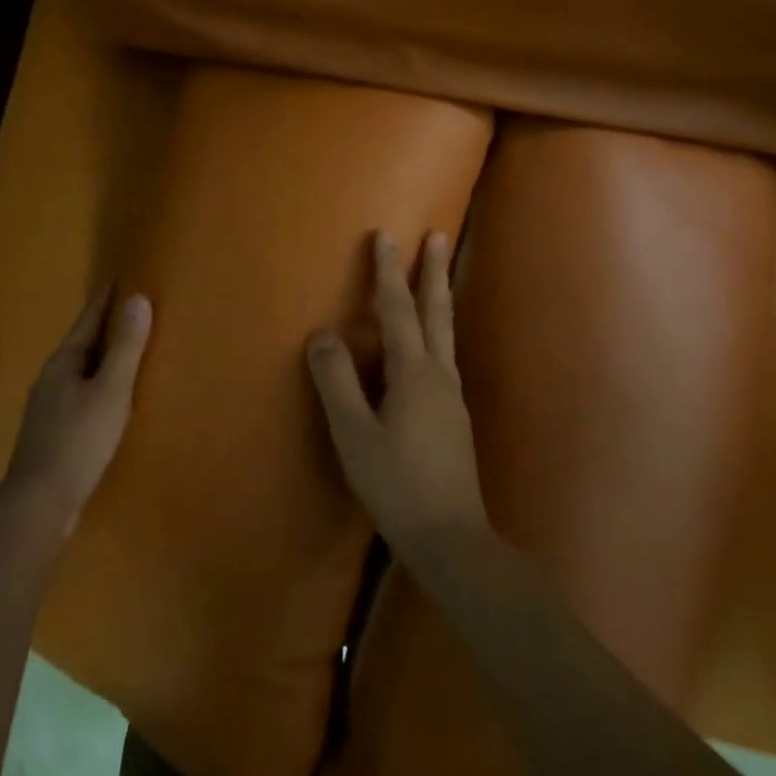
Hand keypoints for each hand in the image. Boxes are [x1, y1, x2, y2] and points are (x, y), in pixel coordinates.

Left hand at [2, 290, 151, 536]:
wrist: (39, 503)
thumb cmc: (78, 440)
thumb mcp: (110, 390)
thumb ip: (126, 347)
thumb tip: (137, 298)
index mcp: (62, 363)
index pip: (87, 321)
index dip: (104, 301)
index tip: (119, 279)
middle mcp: (50, 380)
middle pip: (81, 345)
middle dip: (103, 329)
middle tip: (130, 313)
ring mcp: (47, 409)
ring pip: (79, 373)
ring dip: (100, 360)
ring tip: (125, 354)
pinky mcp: (52, 435)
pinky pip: (79, 398)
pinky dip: (97, 388)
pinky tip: (109, 402)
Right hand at [307, 231, 489, 558]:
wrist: (452, 540)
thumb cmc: (396, 484)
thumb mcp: (354, 434)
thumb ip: (336, 381)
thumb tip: (322, 334)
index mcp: (414, 373)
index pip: (397, 310)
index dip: (388, 272)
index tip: (385, 236)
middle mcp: (439, 375)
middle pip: (436, 312)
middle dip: (433, 271)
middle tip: (438, 235)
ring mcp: (452, 396)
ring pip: (445, 333)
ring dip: (439, 297)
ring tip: (438, 275)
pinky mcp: (454, 416)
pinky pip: (444, 355)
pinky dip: (436, 329)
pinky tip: (429, 345)